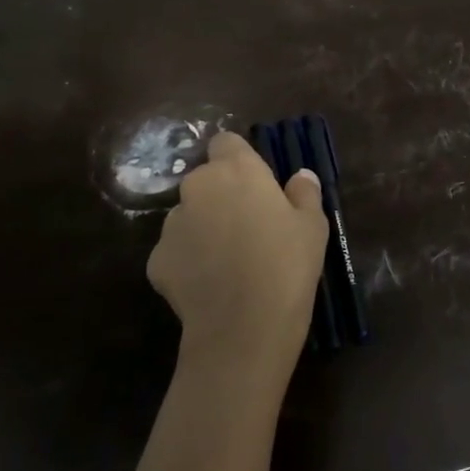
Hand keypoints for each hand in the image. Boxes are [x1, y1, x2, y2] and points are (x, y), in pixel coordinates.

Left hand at [147, 132, 329, 386]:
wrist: (243, 327)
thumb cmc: (287, 265)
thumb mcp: (313, 226)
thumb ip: (304, 193)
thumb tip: (300, 176)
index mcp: (236, 170)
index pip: (226, 142)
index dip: (239, 159)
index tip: (256, 183)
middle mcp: (197, 187)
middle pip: (206, 180)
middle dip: (222, 195)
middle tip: (249, 225)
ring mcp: (171, 224)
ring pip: (189, 215)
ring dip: (205, 227)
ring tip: (229, 260)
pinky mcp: (156, 259)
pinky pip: (176, 250)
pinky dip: (190, 260)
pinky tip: (211, 284)